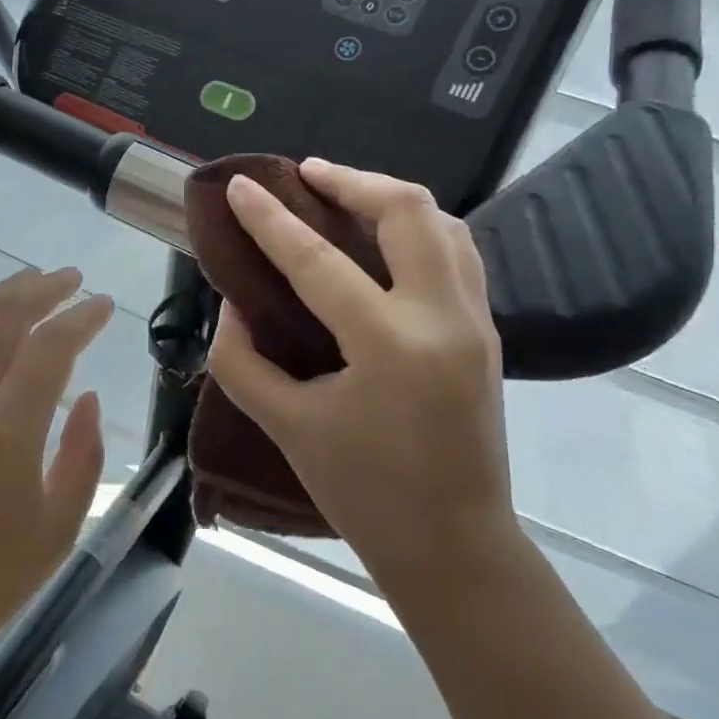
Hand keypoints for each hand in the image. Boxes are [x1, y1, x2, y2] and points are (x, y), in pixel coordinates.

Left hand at [0, 267, 113, 693]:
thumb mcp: (56, 530)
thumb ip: (81, 456)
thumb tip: (88, 398)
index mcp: (5, 429)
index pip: (50, 348)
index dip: (80, 319)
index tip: (103, 305)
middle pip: (1, 318)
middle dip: (41, 290)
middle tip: (70, 278)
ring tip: (28, 282)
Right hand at [207, 159, 515, 582]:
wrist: (453, 543)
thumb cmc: (362, 492)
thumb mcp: (285, 426)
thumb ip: (242, 360)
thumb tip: (232, 305)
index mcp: (389, 345)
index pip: (318, 262)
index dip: (271, 220)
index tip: (239, 187)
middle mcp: (443, 318)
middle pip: (407, 212)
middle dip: (352, 180)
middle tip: (305, 174)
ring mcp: (476, 321)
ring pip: (444, 223)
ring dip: (390, 198)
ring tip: (344, 194)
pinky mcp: (486, 331)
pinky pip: (458, 252)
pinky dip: (418, 228)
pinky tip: (384, 239)